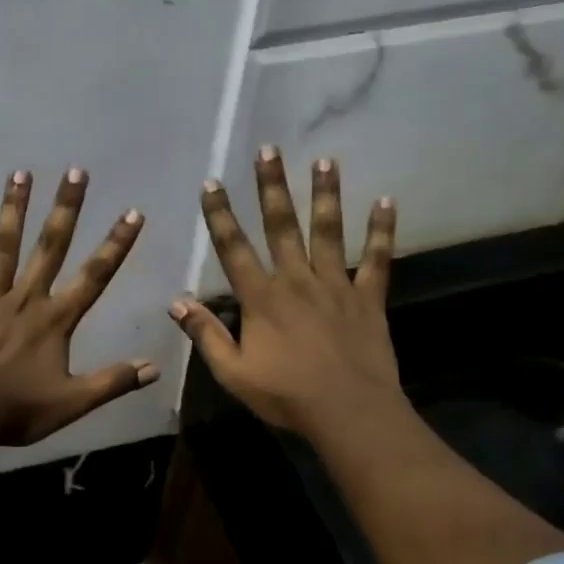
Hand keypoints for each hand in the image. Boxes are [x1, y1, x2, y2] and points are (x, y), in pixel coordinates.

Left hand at [0, 168, 156, 445]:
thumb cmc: (17, 410)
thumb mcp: (72, 402)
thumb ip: (113, 382)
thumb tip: (155, 367)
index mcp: (56, 320)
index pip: (95, 276)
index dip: (116, 245)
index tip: (132, 212)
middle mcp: (26, 298)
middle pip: (51, 247)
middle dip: (66, 209)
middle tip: (76, 171)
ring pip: (4, 245)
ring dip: (15, 208)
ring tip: (22, 172)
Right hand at [171, 147, 404, 439]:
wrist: (349, 413)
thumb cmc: (286, 395)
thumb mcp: (233, 373)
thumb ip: (206, 335)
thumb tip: (177, 302)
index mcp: (262, 299)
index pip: (234, 249)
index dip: (220, 216)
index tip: (212, 183)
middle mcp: (297, 281)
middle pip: (282, 226)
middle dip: (272, 187)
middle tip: (269, 149)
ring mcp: (335, 286)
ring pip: (328, 232)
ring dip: (325, 194)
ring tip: (325, 160)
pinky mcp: (368, 298)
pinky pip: (376, 259)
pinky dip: (381, 230)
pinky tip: (387, 201)